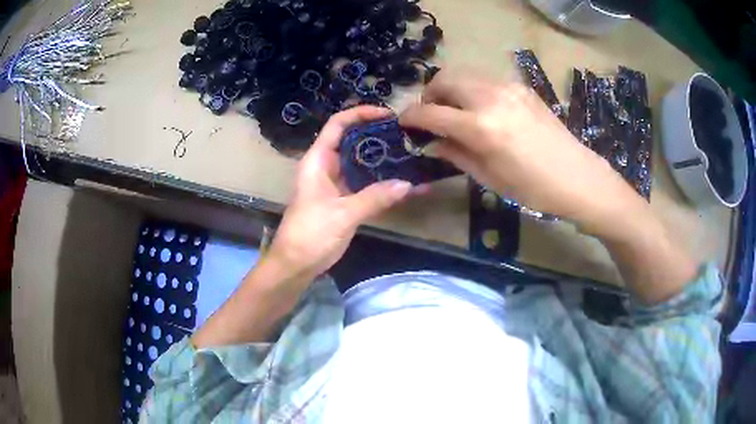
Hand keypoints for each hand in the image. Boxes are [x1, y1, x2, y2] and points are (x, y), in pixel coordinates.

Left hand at [266, 106, 413, 282]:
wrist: (296, 264)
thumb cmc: (309, 234)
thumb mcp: (342, 214)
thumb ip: (374, 198)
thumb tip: (408, 184)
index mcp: (318, 160)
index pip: (337, 125)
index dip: (360, 114)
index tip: (388, 114)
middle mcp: (327, 166)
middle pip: (353, 141)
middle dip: (378, 135)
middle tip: (407, 136)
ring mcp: (337, 184)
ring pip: (361, 163)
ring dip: (384, 160)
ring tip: (412, 155)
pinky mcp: (344, 200)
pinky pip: (366, 185)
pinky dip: (383, 183)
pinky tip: (406, 185)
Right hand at [401, 69, 695, 303]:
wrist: (579, 177)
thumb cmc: (533, 188)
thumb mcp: (489, 178)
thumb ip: (454, 154)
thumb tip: (429, 142)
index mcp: (480, 127)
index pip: (430, 112)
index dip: (411, 117)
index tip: (404, 124)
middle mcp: (490, 97)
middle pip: (443, 80)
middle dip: (429, 96)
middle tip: (430, 117)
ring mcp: (508, 87)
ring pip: (463, 74)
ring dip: (450, 89)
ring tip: (454, 112)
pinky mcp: (521, 87)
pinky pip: (485, 79)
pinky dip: (472, 90)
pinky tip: (481, 110)